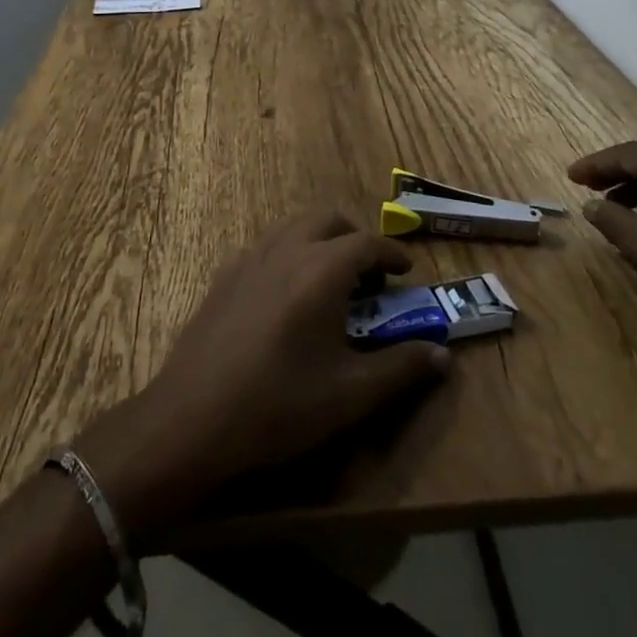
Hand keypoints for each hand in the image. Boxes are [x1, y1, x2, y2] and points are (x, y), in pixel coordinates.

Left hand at [75, 211, 451, 537]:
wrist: (194, 417)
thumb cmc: (280, 404)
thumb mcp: (351, 395)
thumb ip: (402, 369)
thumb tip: (442, 355)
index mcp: (324, 268)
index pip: (368, 242)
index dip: (393, 253)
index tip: (406, 270)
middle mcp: (289, 247)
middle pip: (329, 219)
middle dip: (354, 238)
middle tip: (368, 274)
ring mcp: (251, 256)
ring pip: (294, 227)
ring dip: (319, 241)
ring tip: (329, 281)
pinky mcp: (224, 274)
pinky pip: (266, 247)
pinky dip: (287, 255)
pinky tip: (284, 297)